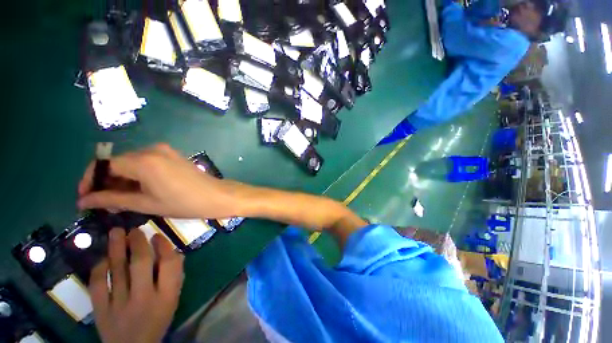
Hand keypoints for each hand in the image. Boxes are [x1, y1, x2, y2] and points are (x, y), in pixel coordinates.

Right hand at [78, 143, 239, 218]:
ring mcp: (164, 151)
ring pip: (131, 163)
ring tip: (117, 201)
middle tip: (102, 204)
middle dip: (105, 182)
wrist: (218, 196)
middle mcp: (152, 150)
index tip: (84, 198)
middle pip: (117, 163)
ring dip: (120, 180)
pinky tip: (136, 191)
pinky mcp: (172, 155)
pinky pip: (146, 162)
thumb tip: (84, 200)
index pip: (103, 165)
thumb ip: (112, 199)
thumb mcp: (146, 204)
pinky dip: (136, 175)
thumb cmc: (185, 203)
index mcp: (143, 160)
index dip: (89, 180)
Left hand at [89, 228, 183, 342]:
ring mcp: (119, 305)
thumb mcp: (172, 300)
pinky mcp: (101, 311)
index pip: (168, 265)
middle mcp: (143, 298)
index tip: (158, 236)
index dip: (164, 247)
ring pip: (117, 271)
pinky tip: (102, 258)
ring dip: (116, 249)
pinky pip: (97, 286)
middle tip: (135, 229)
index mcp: (166, 296)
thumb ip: (174, 277)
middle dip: (137, 243)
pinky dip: (99, 269)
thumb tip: (173, 252)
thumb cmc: (157, 320)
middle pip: (140, 264)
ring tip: (116, 232)